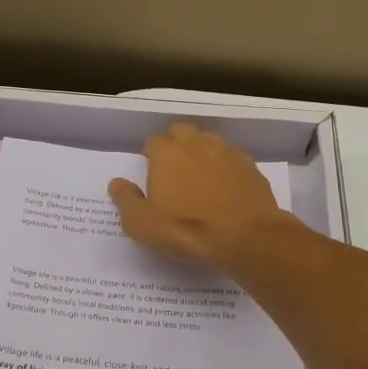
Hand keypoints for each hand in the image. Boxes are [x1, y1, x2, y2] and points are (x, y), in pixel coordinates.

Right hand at [109, 122, 293, 263]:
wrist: (246, 236)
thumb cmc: (186, 228)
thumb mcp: (142, 223)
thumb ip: (126, 200)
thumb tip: (116, 182)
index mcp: (167, 153)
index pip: (153, 141)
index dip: (150, 155)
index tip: (151, 172)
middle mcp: (196, 143)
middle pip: (182, 132)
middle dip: (176, 144)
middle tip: (174, 171)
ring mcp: (227, 152)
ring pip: (209, 141)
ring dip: (202, 152)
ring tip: (201, 177)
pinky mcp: (251, 166)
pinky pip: (233, 158)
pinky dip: (226, 167)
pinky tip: (227, 188)